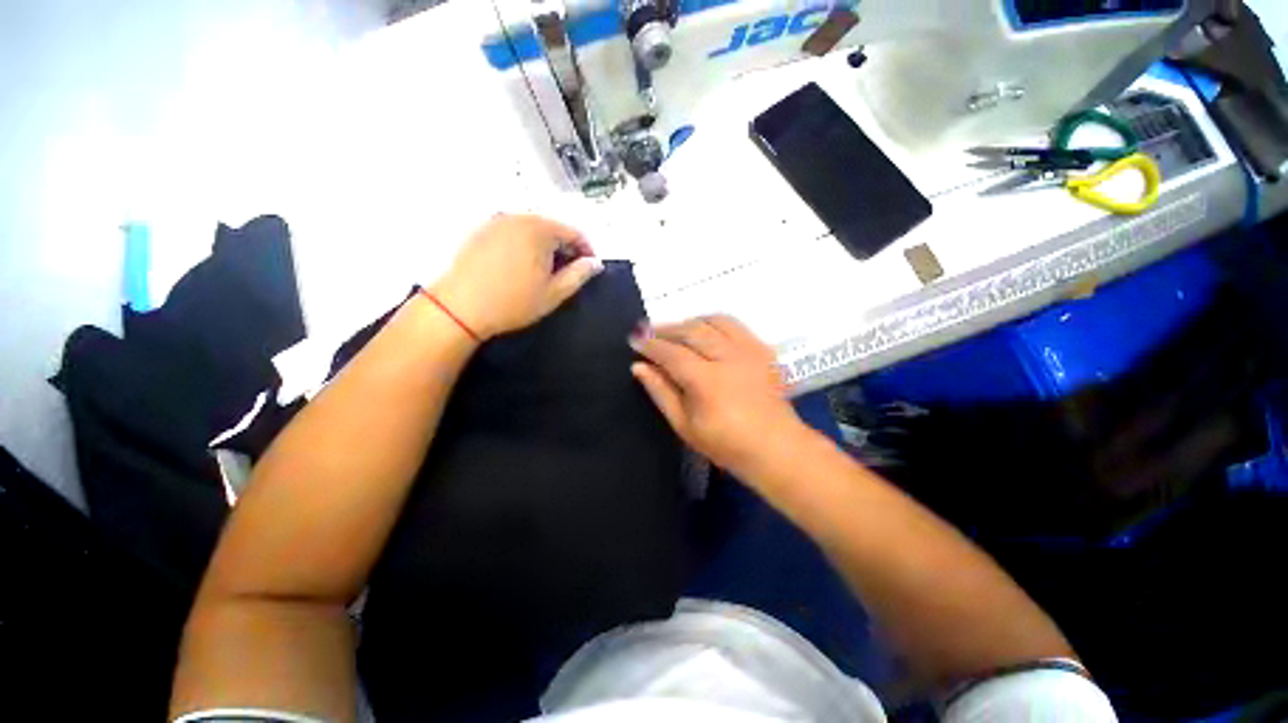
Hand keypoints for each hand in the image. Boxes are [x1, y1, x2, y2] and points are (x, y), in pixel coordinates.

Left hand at [432, 214, 602, 339]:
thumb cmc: (513, 302)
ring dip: (545, 246)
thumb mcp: (554, 293)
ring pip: (532, 229)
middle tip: (569, 272)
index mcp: (540, 229)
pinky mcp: (481, 230)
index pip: (574, 233)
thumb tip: (595, 263)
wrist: (460, 307)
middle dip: (565, 248)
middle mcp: (518, 217)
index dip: (587, 250)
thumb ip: (579, 275)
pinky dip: (525, 244)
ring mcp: (496, 221)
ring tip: (546, 271)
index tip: (590, 268)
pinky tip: (522, 266)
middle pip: (553, 227)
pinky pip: (513, 232)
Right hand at [630, 315, 806, 480]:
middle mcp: (728, 357)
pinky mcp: (762, 349)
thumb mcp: (684, 425)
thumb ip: (661, 392)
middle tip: (649, 331)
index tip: (634, 340)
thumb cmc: (726, 444)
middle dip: (666, 328)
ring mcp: (749, 350)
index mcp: (707, 380)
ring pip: (713, 321)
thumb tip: (639, 367)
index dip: (650, 345)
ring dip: (690, 322)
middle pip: (692, 330)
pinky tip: (705, 332)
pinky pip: (734, 325)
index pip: (671, 353)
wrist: (776, 447)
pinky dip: (714, 323)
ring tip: (675, 331)